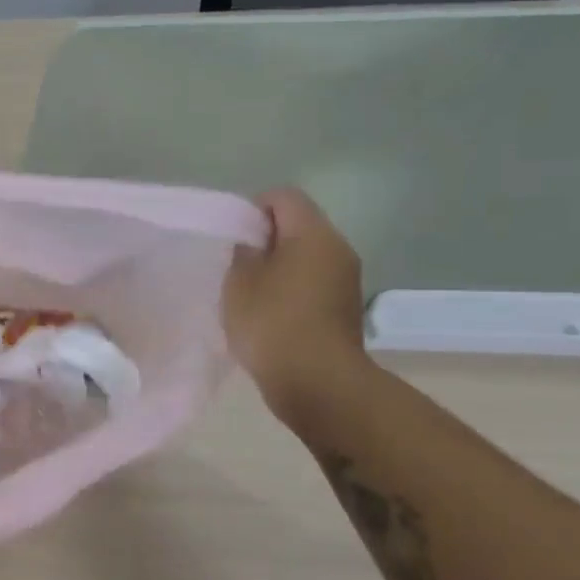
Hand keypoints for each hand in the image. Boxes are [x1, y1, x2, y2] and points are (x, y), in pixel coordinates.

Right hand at [223, 188, 371, 418]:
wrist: (317, 382)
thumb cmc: (272, 323)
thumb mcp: (240, 281)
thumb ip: (244, 251)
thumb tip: (254, 242)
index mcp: (313, 234)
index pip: (284, 197)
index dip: (253, 207)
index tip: (232, 235)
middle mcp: (338, 248)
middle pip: (299, 224)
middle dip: (266, 237)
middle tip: (236, 263)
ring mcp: (346, 279)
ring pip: (307, 254)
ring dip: (279, 264)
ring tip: (250, 290)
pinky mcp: (344, 306)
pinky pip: (313, 281)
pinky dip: (291, 287)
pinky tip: (269, 311)